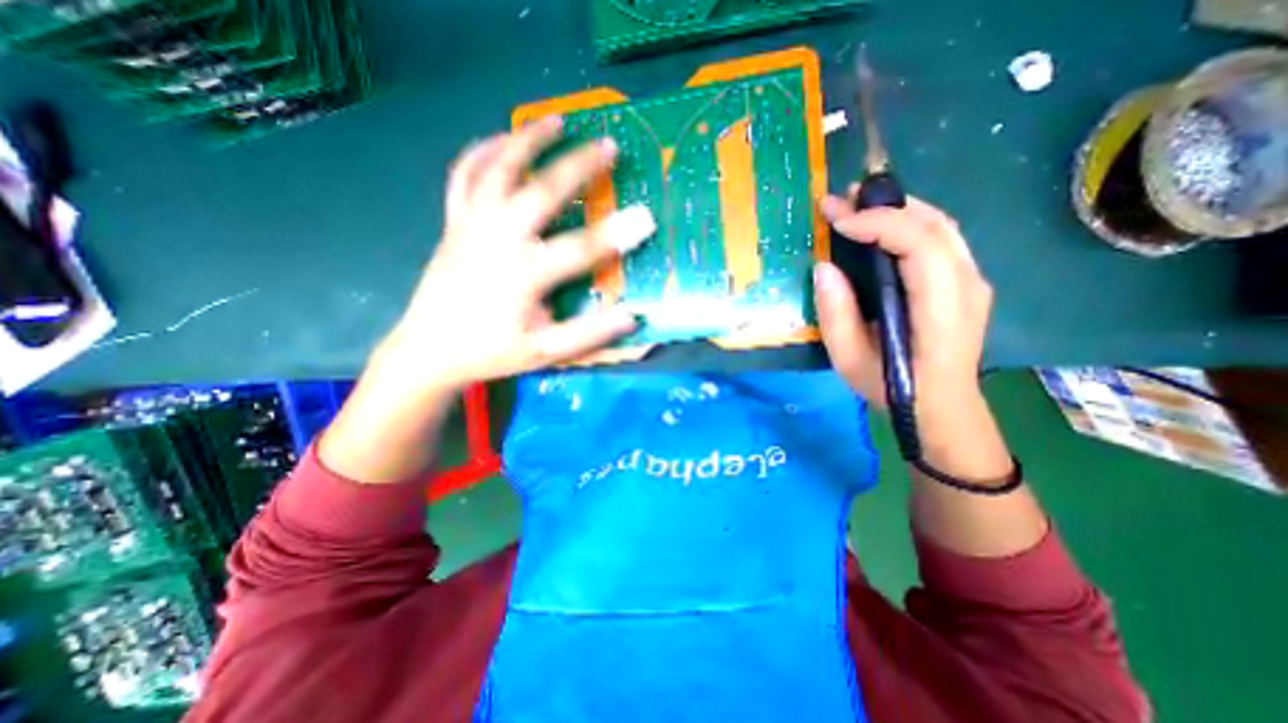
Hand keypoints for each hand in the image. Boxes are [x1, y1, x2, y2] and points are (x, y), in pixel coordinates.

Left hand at [374, 118, 656, 397]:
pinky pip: (464, 176)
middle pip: (541, 191)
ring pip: (498, 169)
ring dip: (528, 140)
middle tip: (609, 146)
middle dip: (579, 165)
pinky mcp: (453, 223)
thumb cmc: (490, 352)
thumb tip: (631, 316)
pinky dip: (482, 151)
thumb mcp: (544, 352)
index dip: (617, 235)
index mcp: (523, 275)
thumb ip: (588, 335)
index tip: (646, 219)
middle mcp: (497, 240)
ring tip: (556, 121)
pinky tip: (500, 139)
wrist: (428, 350)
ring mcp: (471, 225)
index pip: (580, 250)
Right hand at [814, 191, 994, 417]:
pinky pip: (940, 238)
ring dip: (898, 208)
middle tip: (841, 200)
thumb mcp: (849, 360)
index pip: (920, 245)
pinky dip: (909, 222)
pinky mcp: (965, 281)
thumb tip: (824, 267)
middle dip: (885, 205)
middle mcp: (967, 286)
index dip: (878, 223)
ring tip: (857, 204)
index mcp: (941, 310)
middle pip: (935, 225)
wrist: (940, 406)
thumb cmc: (892, 387)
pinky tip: (881, 225)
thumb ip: (836, 315)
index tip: (837, 221)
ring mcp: (972, 281)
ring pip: (941, 225)